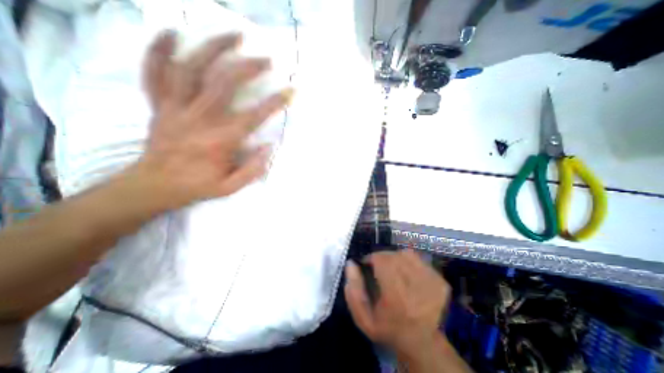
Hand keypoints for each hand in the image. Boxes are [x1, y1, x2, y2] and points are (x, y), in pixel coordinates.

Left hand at [130, 30, 291, 211]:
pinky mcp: (159, 105)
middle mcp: (200, 119)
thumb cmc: (199, 185)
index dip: (275, 102)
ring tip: (233, 35)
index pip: (254, 116)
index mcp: (221, 140)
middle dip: (249, 67)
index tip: (291, 91)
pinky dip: (159, 49)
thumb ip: (253, 169)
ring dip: (213, 48)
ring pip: (192, 69)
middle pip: (224, 83)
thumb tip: (269, 146)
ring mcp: (176, 108)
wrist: (156, 185)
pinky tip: (172, 33)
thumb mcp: (232, 186)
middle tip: (266, 59)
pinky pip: (154, 72)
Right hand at [342, 251, 451, 358]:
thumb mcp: (364, 319)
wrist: (425, 345)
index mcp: (396, 294)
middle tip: (379, 268)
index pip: (381, 260)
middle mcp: (415, 284)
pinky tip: (407, 273)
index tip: (368, 265)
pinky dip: (409, 261)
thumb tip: (350, 263)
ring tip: (393, 269)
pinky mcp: (440, 281)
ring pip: (406, 254)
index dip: (372, 258)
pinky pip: (419, 259)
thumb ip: (354, 291)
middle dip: (382, 258)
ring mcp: (430, 281)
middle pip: (393, 255)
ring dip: (395, 257)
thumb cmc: (390, 331)